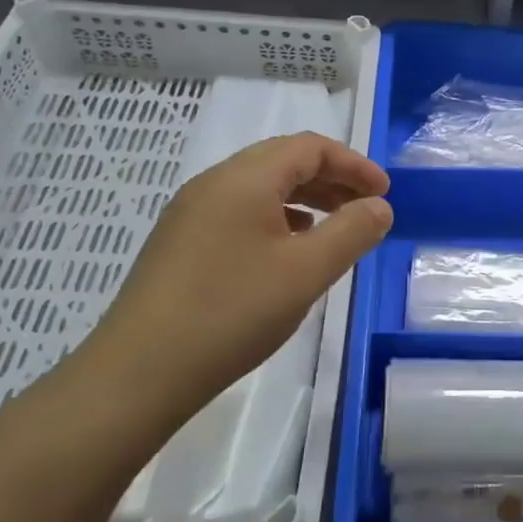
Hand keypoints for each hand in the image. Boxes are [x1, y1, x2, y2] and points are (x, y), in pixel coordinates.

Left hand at [81, 133, 391, 434]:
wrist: (138, 374)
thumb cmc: (231, 313)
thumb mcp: (306, 272)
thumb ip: (352, 232)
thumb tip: (379, 206)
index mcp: (244, 178)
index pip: (309, 147)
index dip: (353, 165)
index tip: (384, 194)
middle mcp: (214, 183)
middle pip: (283, 161)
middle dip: (331, 179)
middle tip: (366, 209)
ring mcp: (191, 213)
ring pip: (260, 188)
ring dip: (305, 199)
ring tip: (334, 229)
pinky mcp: (180, 243)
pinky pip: (240, 212)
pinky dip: (276, 219)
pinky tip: (288, 252)